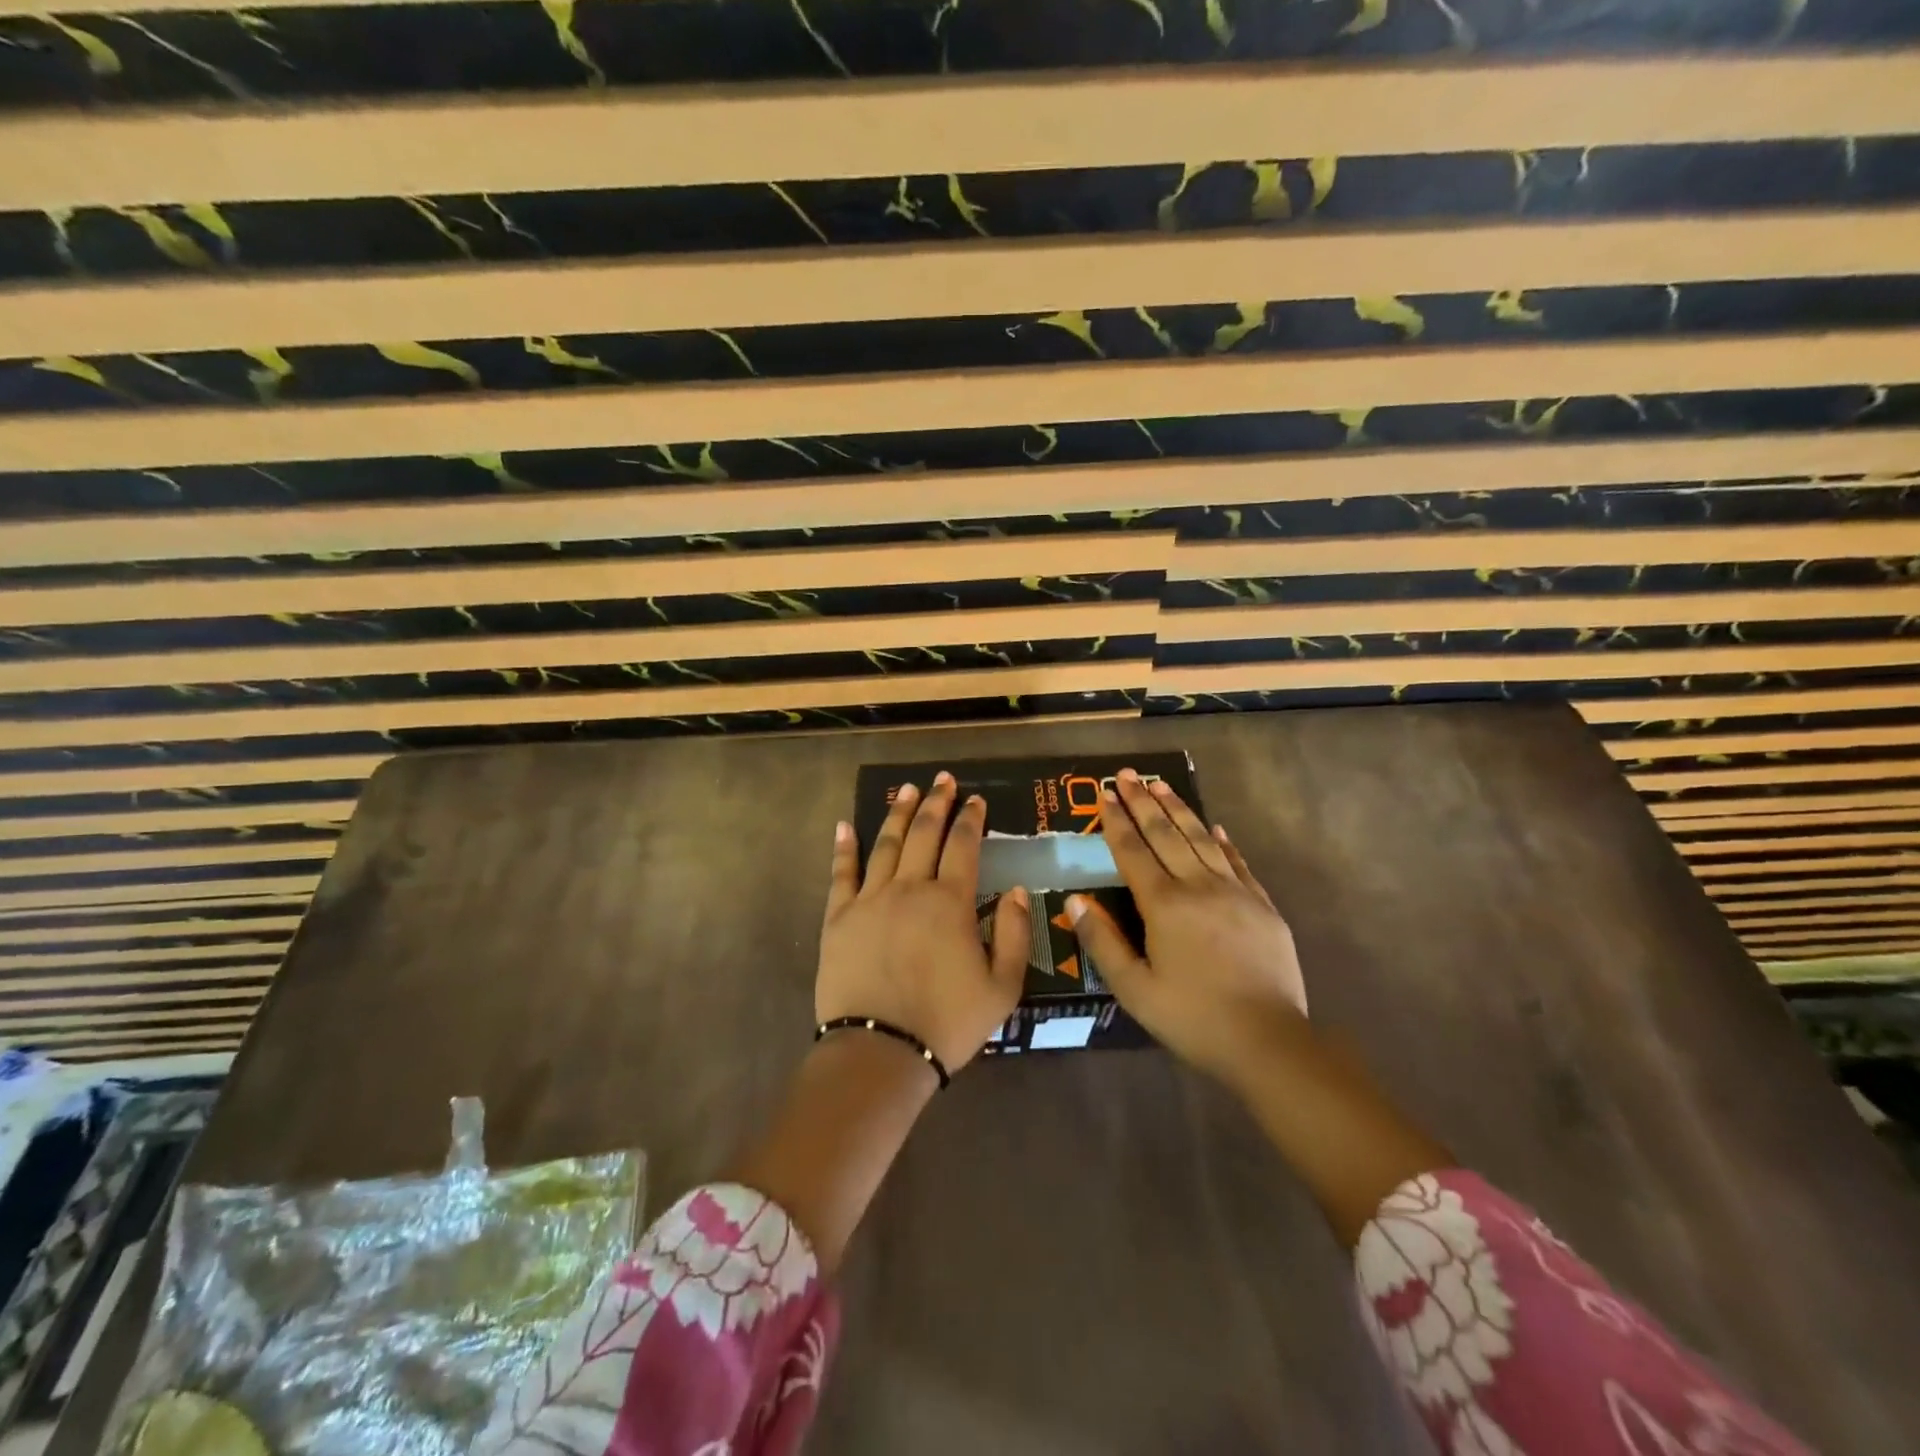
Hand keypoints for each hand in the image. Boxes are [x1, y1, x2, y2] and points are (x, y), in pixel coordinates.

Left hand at [818, 772, 1029, 1074]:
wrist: (881, 1051)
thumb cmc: (947, 1022)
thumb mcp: (1002, 987)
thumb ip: (1014, 934)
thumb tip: (1016, 890)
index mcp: (950, 902)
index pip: (964, 846)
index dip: (971, 819)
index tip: (976, 800)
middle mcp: (910, 889)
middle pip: (924, 834)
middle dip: (936, 803)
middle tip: (942, 780)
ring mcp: (870, 900)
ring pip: (886, 844)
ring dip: (898, 814)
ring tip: (906, 789)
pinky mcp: (838, 918)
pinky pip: (842, 874)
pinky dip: (844, 847)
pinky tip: (845, 825)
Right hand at [1067, 769, 1307, 1087]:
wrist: (1269, 1041)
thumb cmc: (1193, 1018)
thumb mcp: (1135, 990)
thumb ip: (1103, 941)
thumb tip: (1074, 900)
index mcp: (1164, 905)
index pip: (1133, 851)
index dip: (1116, 821)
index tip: (1104, 793)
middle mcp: (1198, 886)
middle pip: (1166, 834)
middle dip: (1143, 802)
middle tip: (1127, 774)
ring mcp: (1235, 892)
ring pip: (1202, 839)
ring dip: (1179, 809)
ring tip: (1162, 785)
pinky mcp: (1262, 906)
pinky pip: (1237, 862)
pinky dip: (1223, 841)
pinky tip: (1215, 827)